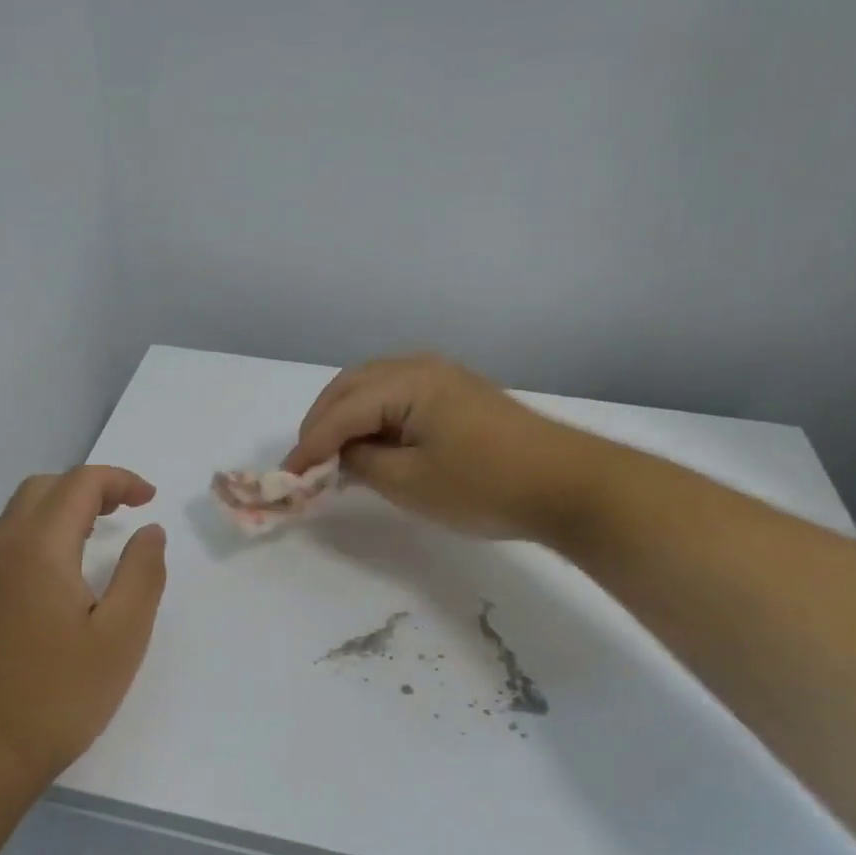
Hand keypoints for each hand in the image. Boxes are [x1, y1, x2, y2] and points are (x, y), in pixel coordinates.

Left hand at [0, 466, 167, 789]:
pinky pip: (1, 546)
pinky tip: (54, 577)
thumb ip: (142, 574)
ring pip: (16, 515)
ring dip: (58, 509)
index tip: (150, 499)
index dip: (120, 480)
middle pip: (41, 489)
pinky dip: (35, 536)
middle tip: (124, 511)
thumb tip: (150, 531)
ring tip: (94, 536)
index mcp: (38, 547)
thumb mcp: (122, 637)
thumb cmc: (57, 697)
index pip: (79, 484)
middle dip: (87, 488)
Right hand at [284, 354, 586, 539]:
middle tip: (304, 464)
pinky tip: (371, 444)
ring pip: (373, 388)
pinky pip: (397, 396)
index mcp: (407, 382)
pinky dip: (373, 418)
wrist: (569, 487)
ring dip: (345, 417)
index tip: (285, 479)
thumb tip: (340, 455)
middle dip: (321, 423)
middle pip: (351, 387)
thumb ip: (361, 464)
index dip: (308, 446)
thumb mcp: (409, 483)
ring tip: (331, 454)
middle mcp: (421, 367)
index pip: (340, 412)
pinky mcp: (458, 395)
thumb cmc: (484, 486)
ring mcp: (443, 378)